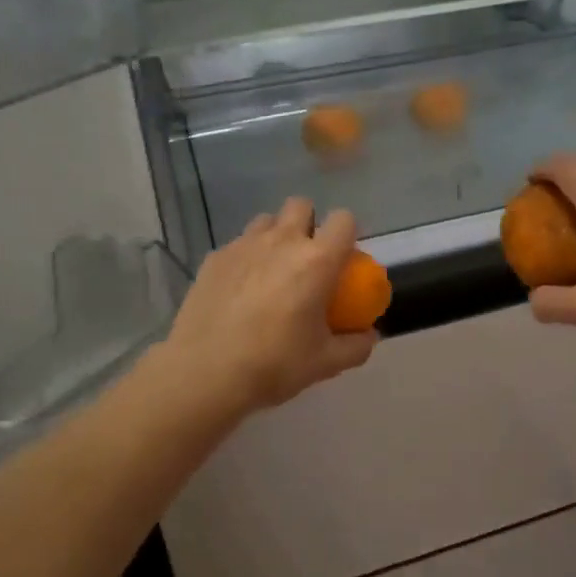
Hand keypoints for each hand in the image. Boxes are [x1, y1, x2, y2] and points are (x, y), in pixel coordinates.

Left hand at [157, 199, 377, 420]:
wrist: (205, 371)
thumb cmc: (274, 363)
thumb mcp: (325, 363)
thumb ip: (356, 346)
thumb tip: (370, 335)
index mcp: (317, 261)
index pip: (343, 220)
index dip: (347, 232)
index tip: (342, 257)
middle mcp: (282, 241)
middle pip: (300, 206)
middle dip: (308, 223)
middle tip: (306, 258)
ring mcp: (244, 245)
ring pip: (266, 221)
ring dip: (275, 236)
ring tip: (271, 270)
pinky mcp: (215, 257)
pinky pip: (237, 244)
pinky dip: (245, 258)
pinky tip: (239, 289)